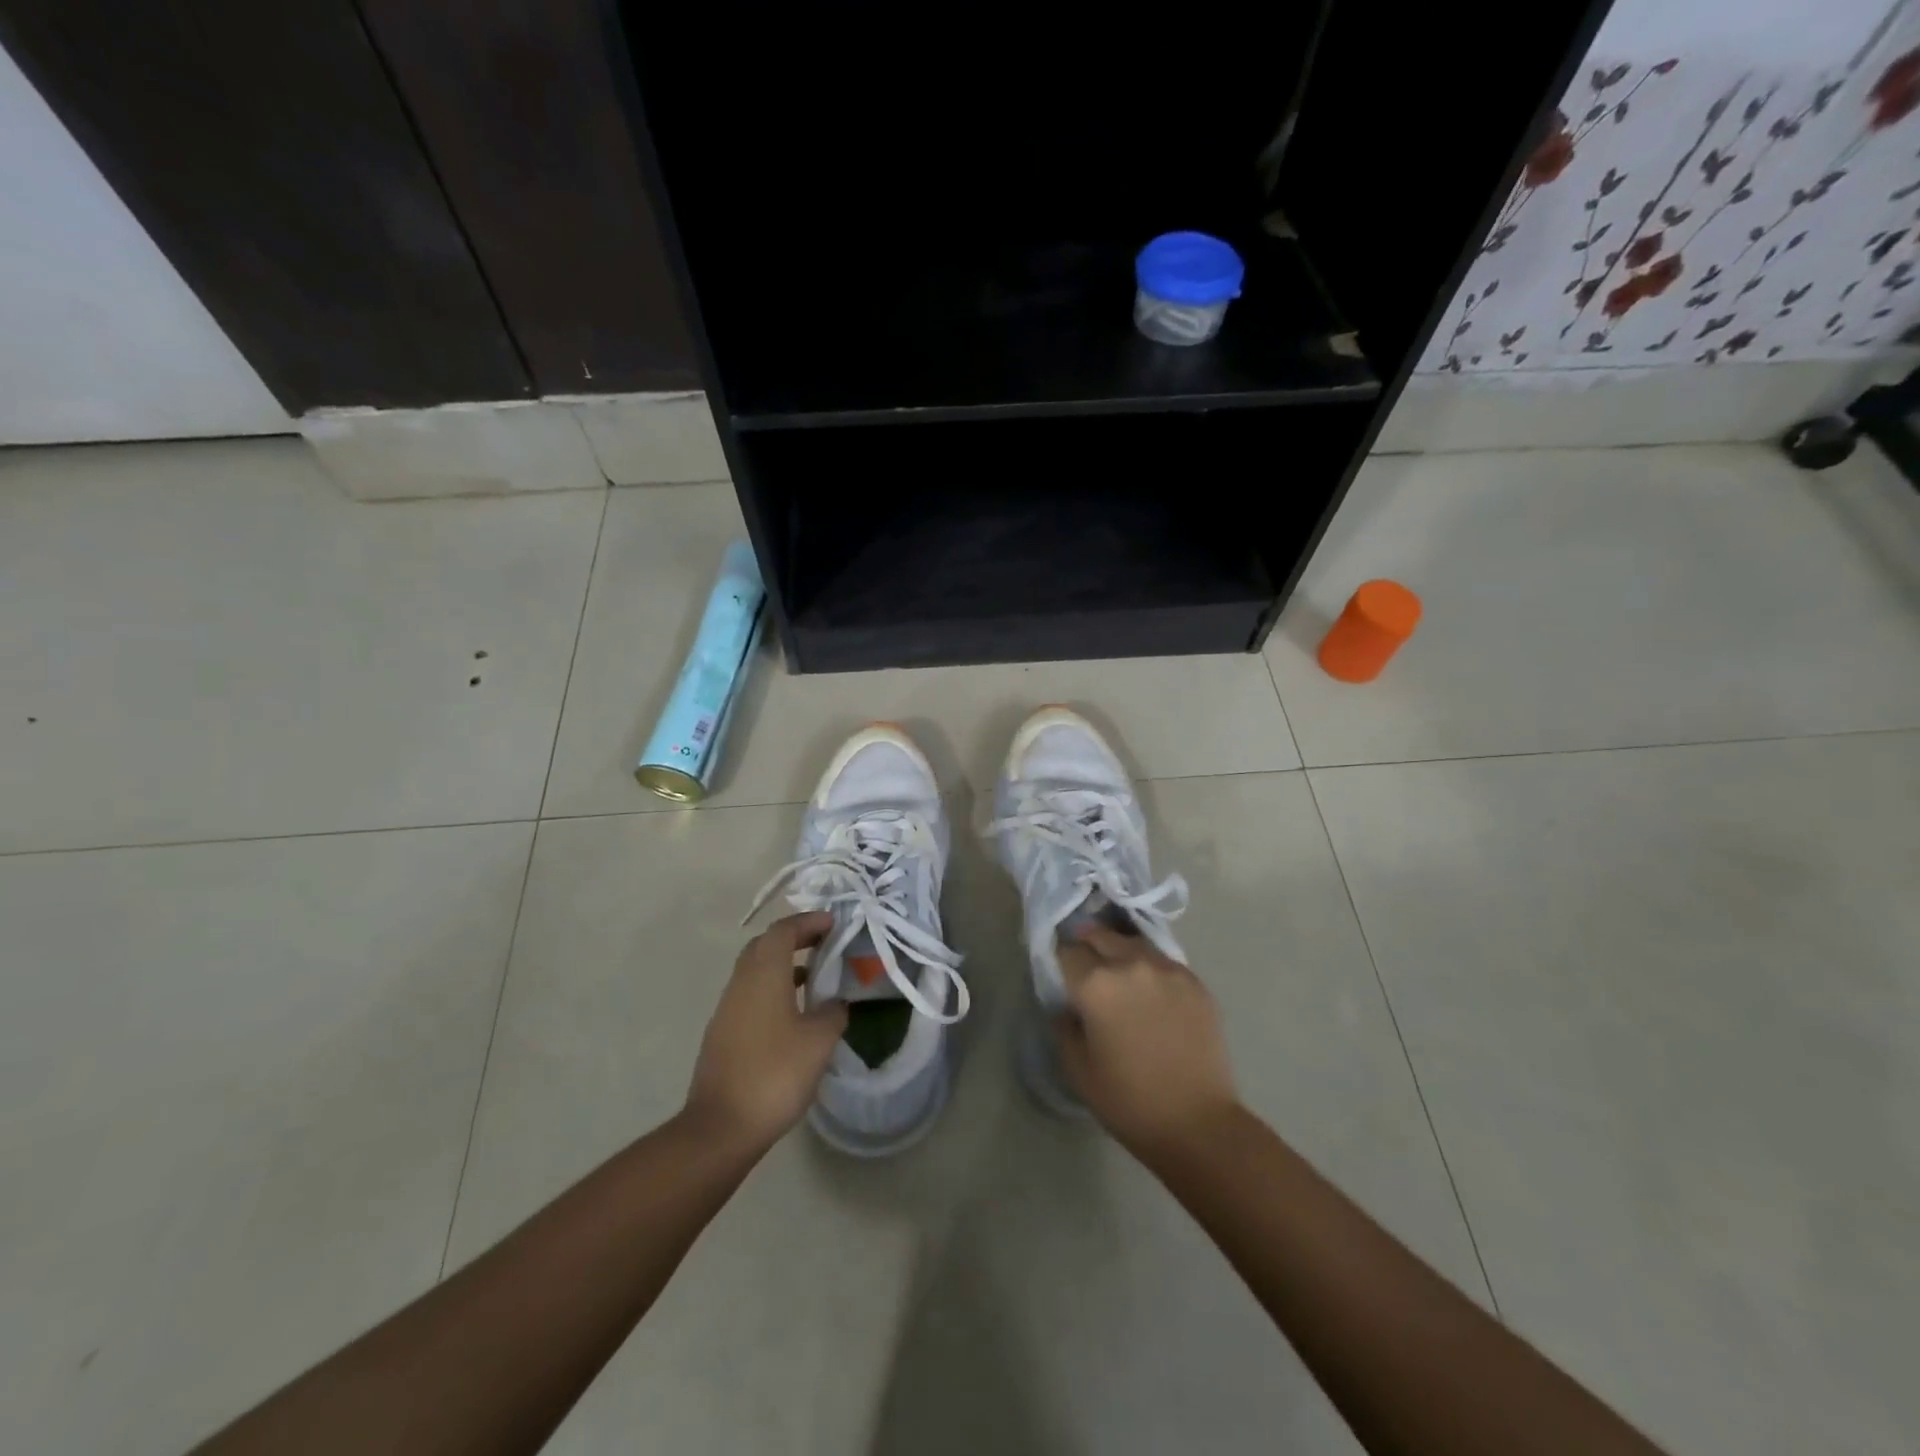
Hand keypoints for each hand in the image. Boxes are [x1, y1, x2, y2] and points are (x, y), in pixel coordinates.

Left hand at [684, 912, 847, 1149]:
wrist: (721, 1127)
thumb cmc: (775, 1074)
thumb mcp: (819, 1041)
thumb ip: (832, 1013)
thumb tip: (835, 1002)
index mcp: (764, 974)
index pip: (783, 930)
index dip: (808, 922)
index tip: (833, 923)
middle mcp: (741, 983)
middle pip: (765, 945)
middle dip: (794, 938)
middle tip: (824, 944)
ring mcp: (727, 1009)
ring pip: (755, 971)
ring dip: (783, 964)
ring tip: (815, 976)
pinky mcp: (723, 1033)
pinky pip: (750, 994)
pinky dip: (773, 989)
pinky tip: (794, 1012)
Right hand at [1054, 923, 1239, 1156]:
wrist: (1198, 1124)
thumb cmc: (1129, 1101)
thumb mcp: (1077, 1069)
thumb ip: (1064, 1026)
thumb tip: (1067, 1005)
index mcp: (1096, 984)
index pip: (1067, 951)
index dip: (1060, 960)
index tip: (1060, 972)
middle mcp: (1131, 964)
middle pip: (1100, 935)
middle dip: (1088, 945)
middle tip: (1086, 965)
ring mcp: (1167, 969)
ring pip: (1133, 943)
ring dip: (1120, 951)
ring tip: (1118, 972)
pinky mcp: (1195, 982)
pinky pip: (1163, 962)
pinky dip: (1150, 968)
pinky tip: (1151, 991)